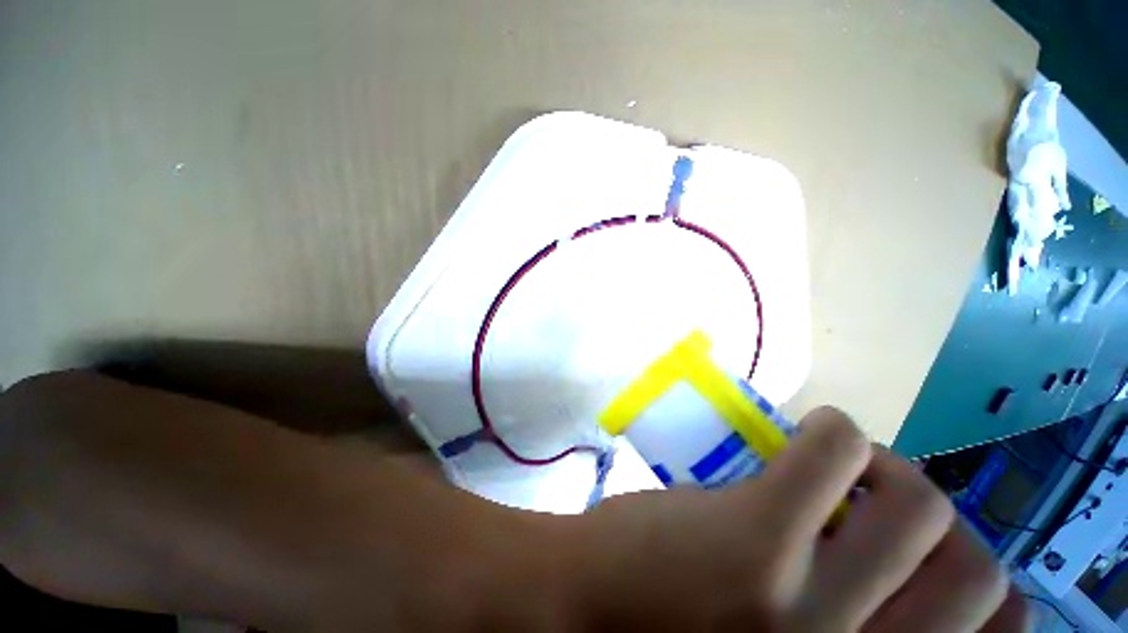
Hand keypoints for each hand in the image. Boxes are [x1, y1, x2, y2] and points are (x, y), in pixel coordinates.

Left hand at [549, 408, 1027, 631]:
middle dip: (933, 518)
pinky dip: (835, 434)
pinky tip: (805, 441)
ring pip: (923, 503)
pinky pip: (835, 450)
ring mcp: (808, 607)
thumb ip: (846, 623)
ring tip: (838, 468)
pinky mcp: (756, 535)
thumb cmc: (674, 631)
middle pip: (979, 567)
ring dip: (888, 470)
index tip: (929, 555)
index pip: (1000, 631)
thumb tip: (894, 560)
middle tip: (876, 497)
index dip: (975, 582)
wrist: (580, 606)